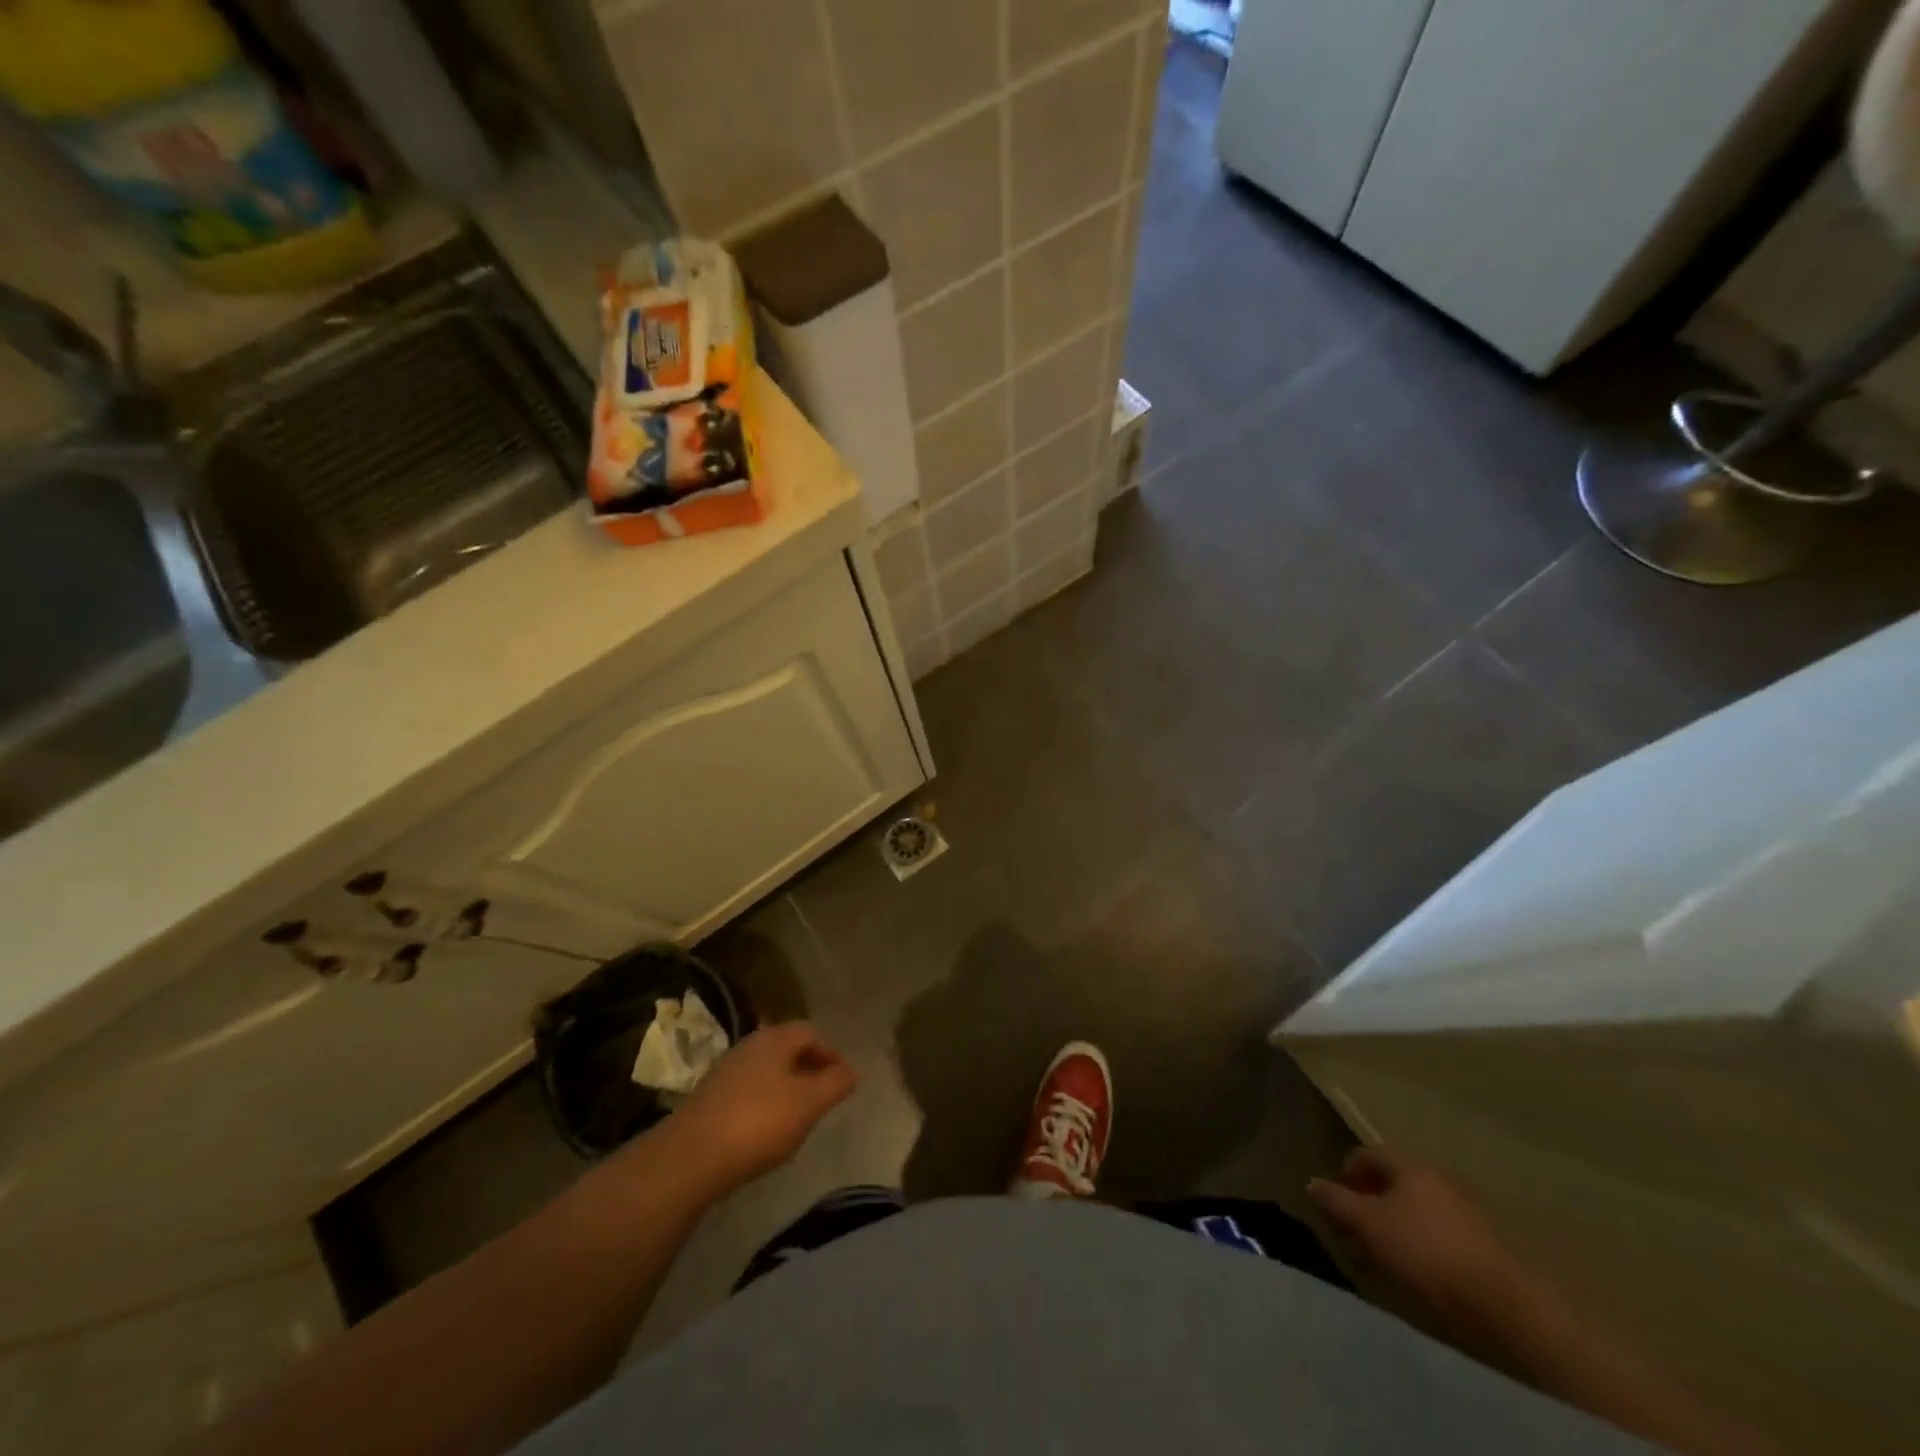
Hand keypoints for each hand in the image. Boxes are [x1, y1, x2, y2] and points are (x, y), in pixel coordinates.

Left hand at [659, 1022, 857, 1193]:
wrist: (690, 1157)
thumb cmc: (759, 1122)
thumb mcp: (809, 1104)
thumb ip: (835, 1084)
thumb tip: (852, 1070)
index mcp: (775, 1038)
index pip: (812, 1032)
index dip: (832, 1054)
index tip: (844, 1081)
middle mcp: (750, 1045)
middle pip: (788, 1048)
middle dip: (810, 1069)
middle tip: (824, 1098)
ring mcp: (726, 1070)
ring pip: (767, 1070)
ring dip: (787, 1087)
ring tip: (798, 1117)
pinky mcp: (710, 1096)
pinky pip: (748, 1090)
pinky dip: (765, 1102)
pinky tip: (766, 1131)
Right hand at [1307, 1147, 1550, 1338]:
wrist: (1501, 1307)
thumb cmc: (1424, 1252)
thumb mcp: (1368, 1224)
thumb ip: (1336, 1201)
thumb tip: (1312, 1184)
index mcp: (1410, 1167)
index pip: (1367, 1155)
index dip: (1345, 1172)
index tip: (1334, 1201)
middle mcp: (1437, 1181)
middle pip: (1391, 1184)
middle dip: (1366, 1204)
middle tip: (1351, 1232)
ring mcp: (1462, 1214)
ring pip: (1412, 1212)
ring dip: (1389, 1228)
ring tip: (1376, 1258)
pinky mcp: (1478, 1248)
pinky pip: (1433, 1236)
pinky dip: (1413, 1246)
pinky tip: (1408, 1273)